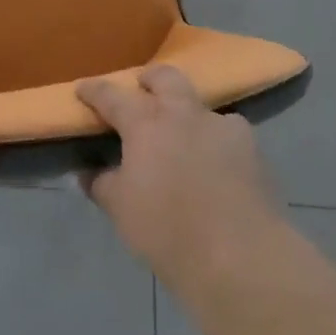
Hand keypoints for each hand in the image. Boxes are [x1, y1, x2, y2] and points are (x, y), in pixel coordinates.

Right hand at [77, 65, 282, 286]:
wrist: (240, 256)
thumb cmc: (167, 230)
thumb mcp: (121, 209)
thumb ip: (102, 184)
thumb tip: (89, 172)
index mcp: (146, 123)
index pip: (112, 96)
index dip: (94, 91)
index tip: (82, 89)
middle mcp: (184, 114)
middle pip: (166, 78)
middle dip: (150, 78)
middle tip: (142, 88)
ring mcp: (223, 127)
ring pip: (201, 105)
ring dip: (188, 113)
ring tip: (184, 137)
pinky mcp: (253, 149)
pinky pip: (228, 134)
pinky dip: (216, 142)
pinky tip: (216, 164)